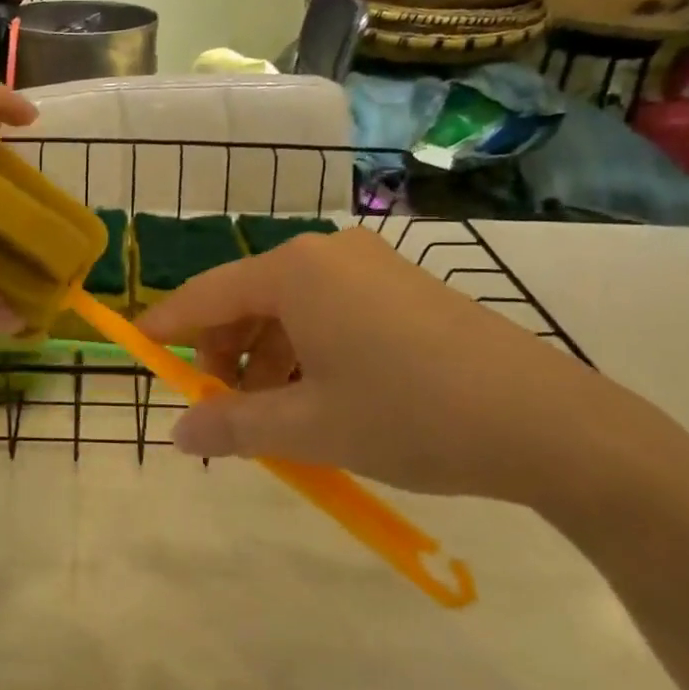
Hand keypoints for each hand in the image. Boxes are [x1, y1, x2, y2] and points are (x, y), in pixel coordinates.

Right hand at [138, 227, 688, 513]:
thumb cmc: (412, 416)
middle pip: (246, 301)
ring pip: (289, 312)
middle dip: (225, 358)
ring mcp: (371, 267)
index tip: (137, 352)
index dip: (166, 327)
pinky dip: (308, 355)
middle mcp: (328, 254)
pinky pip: (329, 314)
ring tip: (279, 423)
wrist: (552, 425)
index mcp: (295, 272)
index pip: (206, 294)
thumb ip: (234, 427)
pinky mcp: (403, 288)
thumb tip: (178, 435)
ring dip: (268, 363)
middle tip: (224, 416)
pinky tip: (322, 402)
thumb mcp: (310, 429)